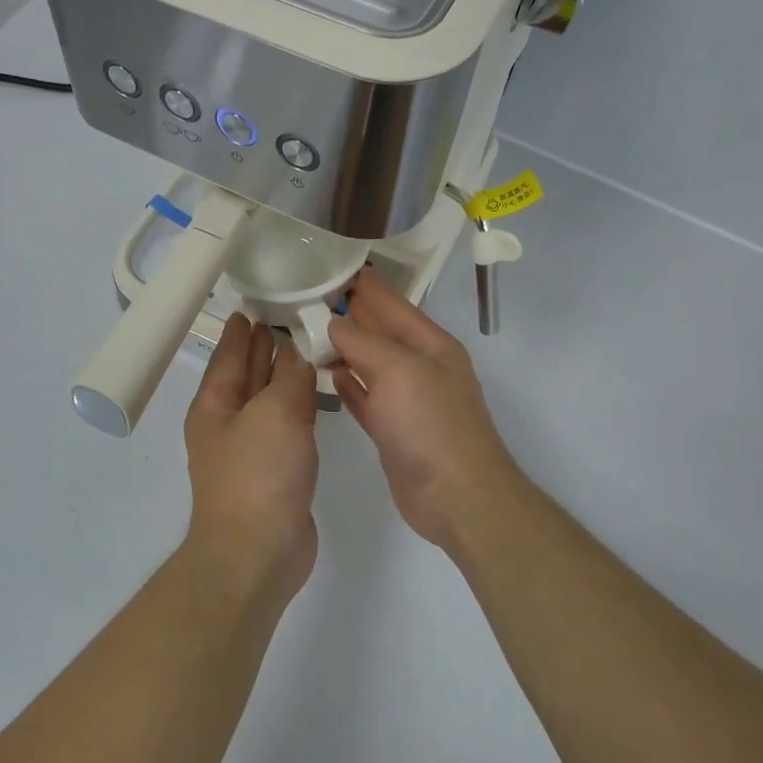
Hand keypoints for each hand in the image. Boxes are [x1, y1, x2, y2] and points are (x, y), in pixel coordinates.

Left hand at [182, 313, 319, 607]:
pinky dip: (298, 407)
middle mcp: (228, 424)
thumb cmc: (258, 474)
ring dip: (283, 376)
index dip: (241, 330)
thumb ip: (289, 378)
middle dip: (262, 348)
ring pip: (268, 401)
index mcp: (214, 405)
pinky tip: (313, 396)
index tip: (253, 304)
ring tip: (305, 347)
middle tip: (286, 316)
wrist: (258, 551)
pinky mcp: (275, 473)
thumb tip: (299, 353)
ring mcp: (251, 451)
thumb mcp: (274, 413)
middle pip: (246, 375)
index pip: (228, 355)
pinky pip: (286, 427)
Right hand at [328, 268, 526, 550]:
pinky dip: (347, 384)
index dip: (365, 285)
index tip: (330, 267)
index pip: (393, 304)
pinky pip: (364, 397)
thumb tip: (334, 322)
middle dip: (349, 313)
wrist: (456, 495)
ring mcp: (407, 400)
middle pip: (380, 332)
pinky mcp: (392, 429)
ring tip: (307, 331)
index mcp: (432, 345)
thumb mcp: (399, 370)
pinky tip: (326, 373)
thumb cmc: (430, 424)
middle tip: (307, 296)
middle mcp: (420, 367)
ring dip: (343, 348)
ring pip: (369, 364)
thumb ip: (364, 342)